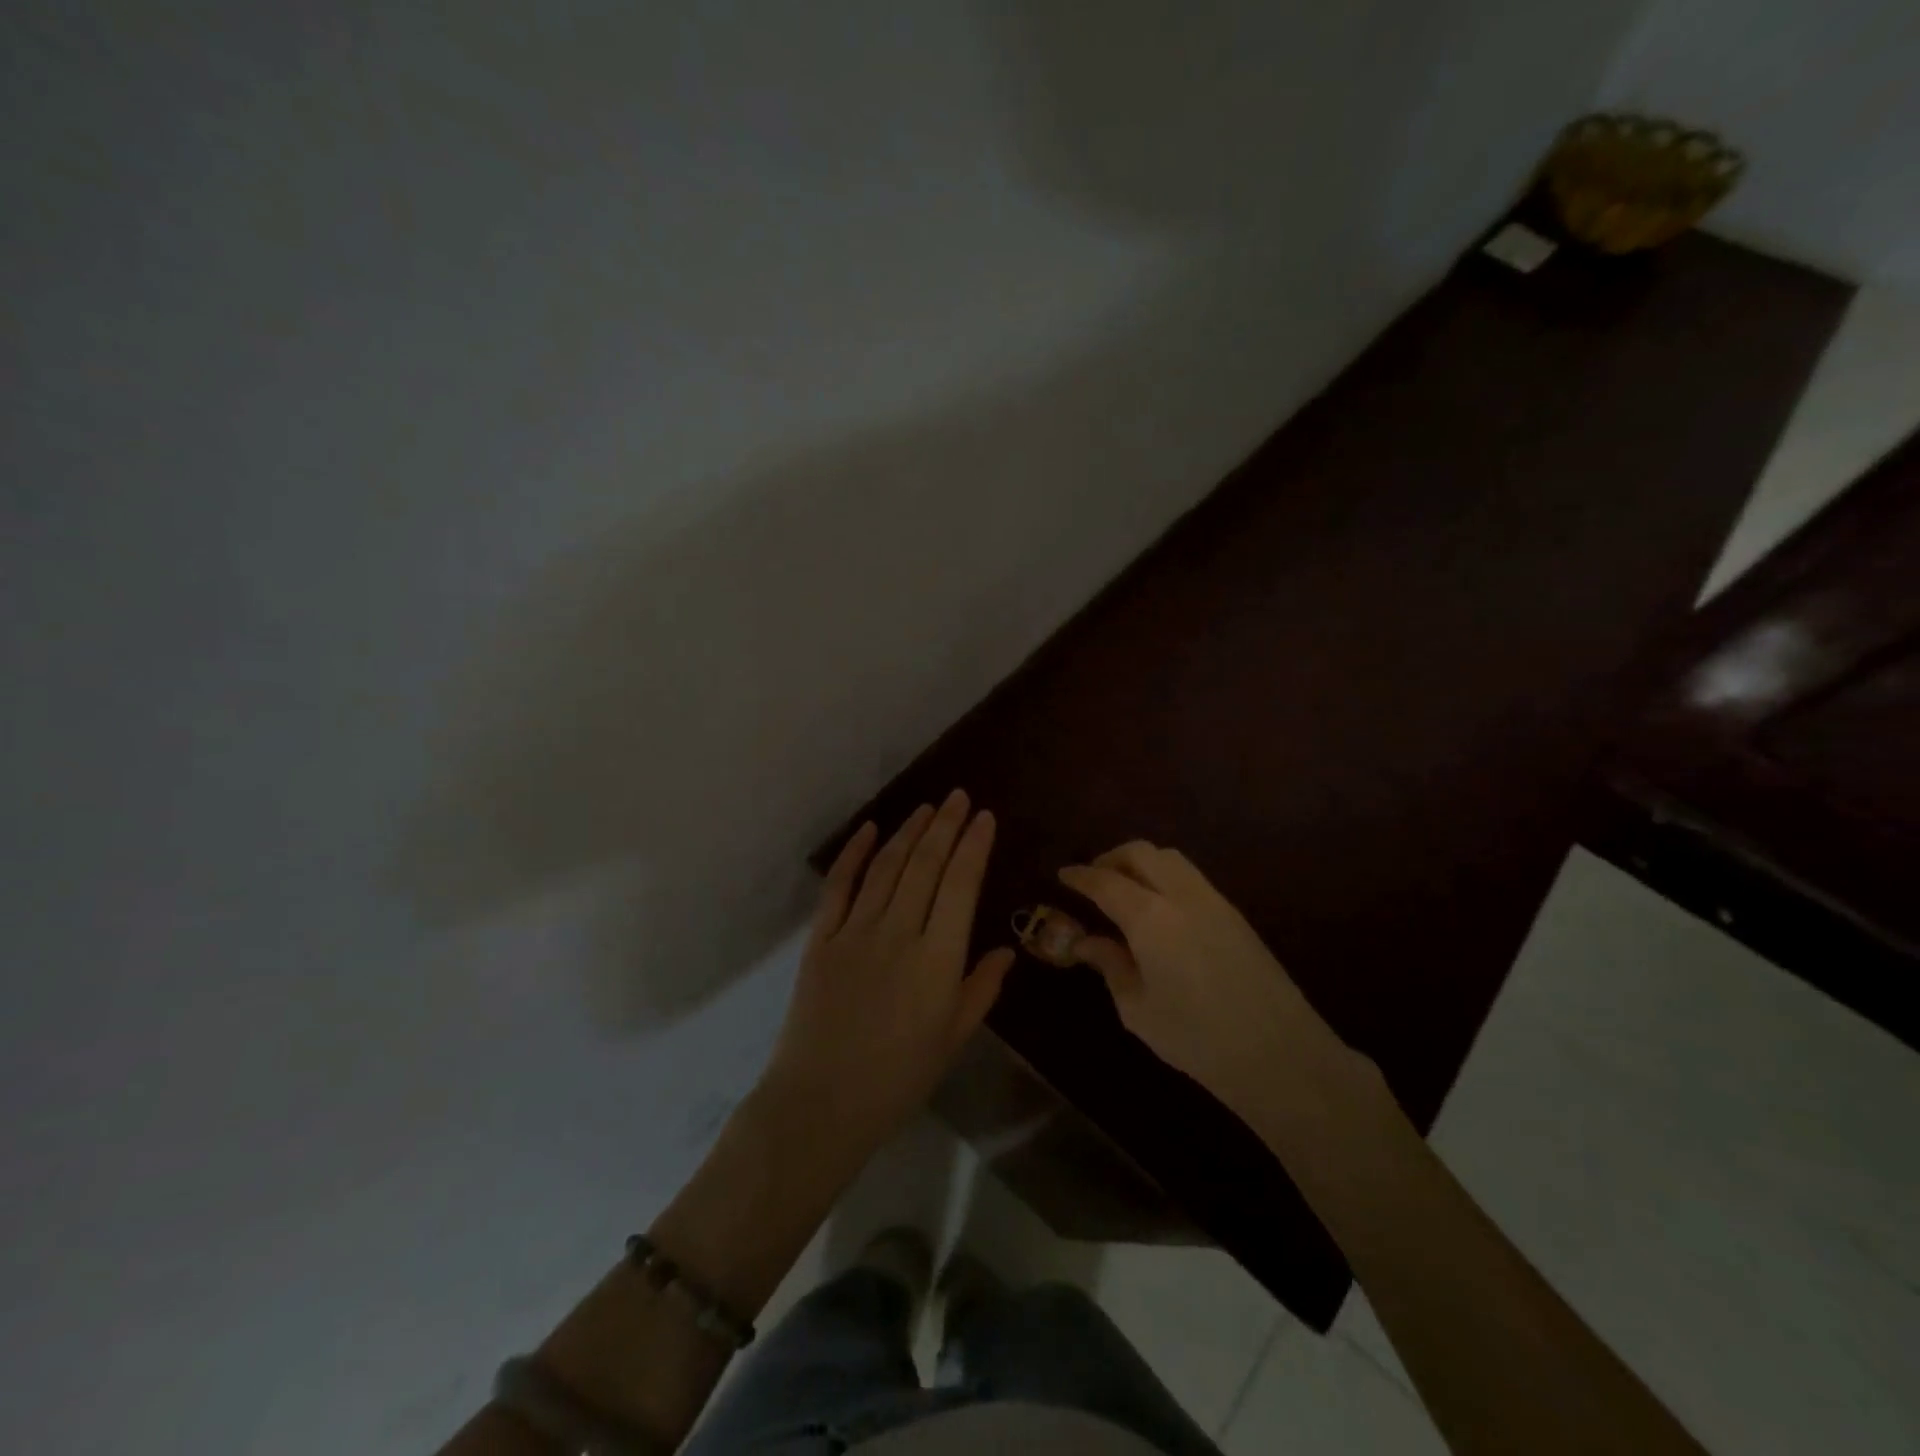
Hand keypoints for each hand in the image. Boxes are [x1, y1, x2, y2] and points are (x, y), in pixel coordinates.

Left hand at [763, 790, 1014, 1153]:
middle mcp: (898, 934)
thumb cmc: (898, 1079)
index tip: (984, 817)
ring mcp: (855, 932)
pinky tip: (870, 830)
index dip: (973, 846)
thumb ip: (981, 989)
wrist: (821, 1104)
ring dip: (908, 832)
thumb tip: (1007, 950)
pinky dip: (855, 854)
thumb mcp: (953, 1039)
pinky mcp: (821, 939)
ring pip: (887, 868)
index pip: (960, 886)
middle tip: (958, 797)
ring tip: (926, 808)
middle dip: (945, 826)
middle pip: (925, 866)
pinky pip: (839, 887)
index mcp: (937, 960)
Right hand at [1059, 841, 1351, 1111]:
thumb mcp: (1138, 1009)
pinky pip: (1191, 877)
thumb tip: (1085, 942)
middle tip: (1093, 880)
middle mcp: (1182, 896)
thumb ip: (1110, 966)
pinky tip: (1158, 908)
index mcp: (1150, 918)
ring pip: (1170, 859)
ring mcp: (1213, 901)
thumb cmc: (1197, 1039)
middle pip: (1141, 853)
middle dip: (1111, 858)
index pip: (1105, 881)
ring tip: (1125, 890)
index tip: (1062, 875)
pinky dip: (1165, 877)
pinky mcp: (1235, 914)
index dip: (1080, 875)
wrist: (1280, 1055)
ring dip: (1141, 863)